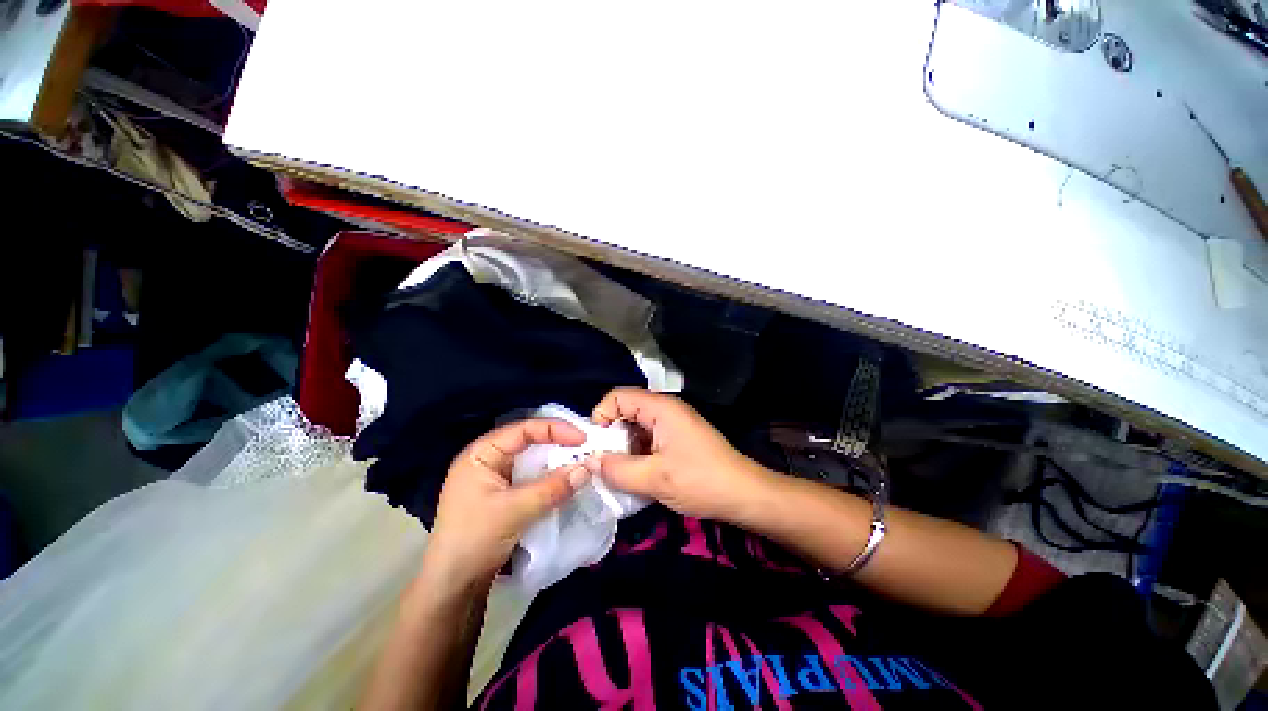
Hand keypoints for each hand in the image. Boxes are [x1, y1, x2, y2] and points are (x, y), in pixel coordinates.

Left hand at [421, 419, 591, 593]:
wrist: (452, 588)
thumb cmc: (474, 541)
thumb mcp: (514, 511)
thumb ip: (552, 488)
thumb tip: (588, 468)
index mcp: (481, 454)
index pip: (523, 429)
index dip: (555, 429)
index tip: (582, 438)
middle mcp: (488, 459)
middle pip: (529, 441)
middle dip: (558, 443)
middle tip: (586, 448)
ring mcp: (495, 478)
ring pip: (532, 460)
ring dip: (556, 461)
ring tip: (582, 462)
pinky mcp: (504, 495)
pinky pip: (532, 477)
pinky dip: (550, 477)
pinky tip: (567, 480)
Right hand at [588, 388, 774, 523]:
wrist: (743, 494)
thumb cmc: (700, 481)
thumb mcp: (654, 479)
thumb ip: (618, 470)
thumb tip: (591, 463)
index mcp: (660, 408)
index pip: (618, 396)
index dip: (601, 416)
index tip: (597, 446)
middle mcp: (665, 409)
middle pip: (626, 410)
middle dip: (611, 436)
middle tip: (606, 464)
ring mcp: (673, 423)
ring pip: (636, 426)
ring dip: (624, 447)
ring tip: (622, 473)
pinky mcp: (677, 437)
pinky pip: (648, 437)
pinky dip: (638, 453)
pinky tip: (638, 474)